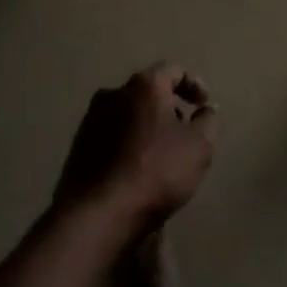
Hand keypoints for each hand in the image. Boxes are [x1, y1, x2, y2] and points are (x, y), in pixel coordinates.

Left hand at [55, 64, 217, 234]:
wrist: (97, 215)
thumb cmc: (155, 172)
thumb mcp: (198, 147)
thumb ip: (208, 121)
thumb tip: (205, 111)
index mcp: (145, 85)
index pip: (174, 71)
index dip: (194, 84)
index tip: (203, 105)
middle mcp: (115, 92)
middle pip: (148, 92)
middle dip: (168, 108)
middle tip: (183, 132)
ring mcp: (92, 119)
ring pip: (128, 114)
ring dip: (145, 127)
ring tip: (159, 155)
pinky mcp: (78, 146)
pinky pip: (111, 136)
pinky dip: (127, 145)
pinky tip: (135, 170)